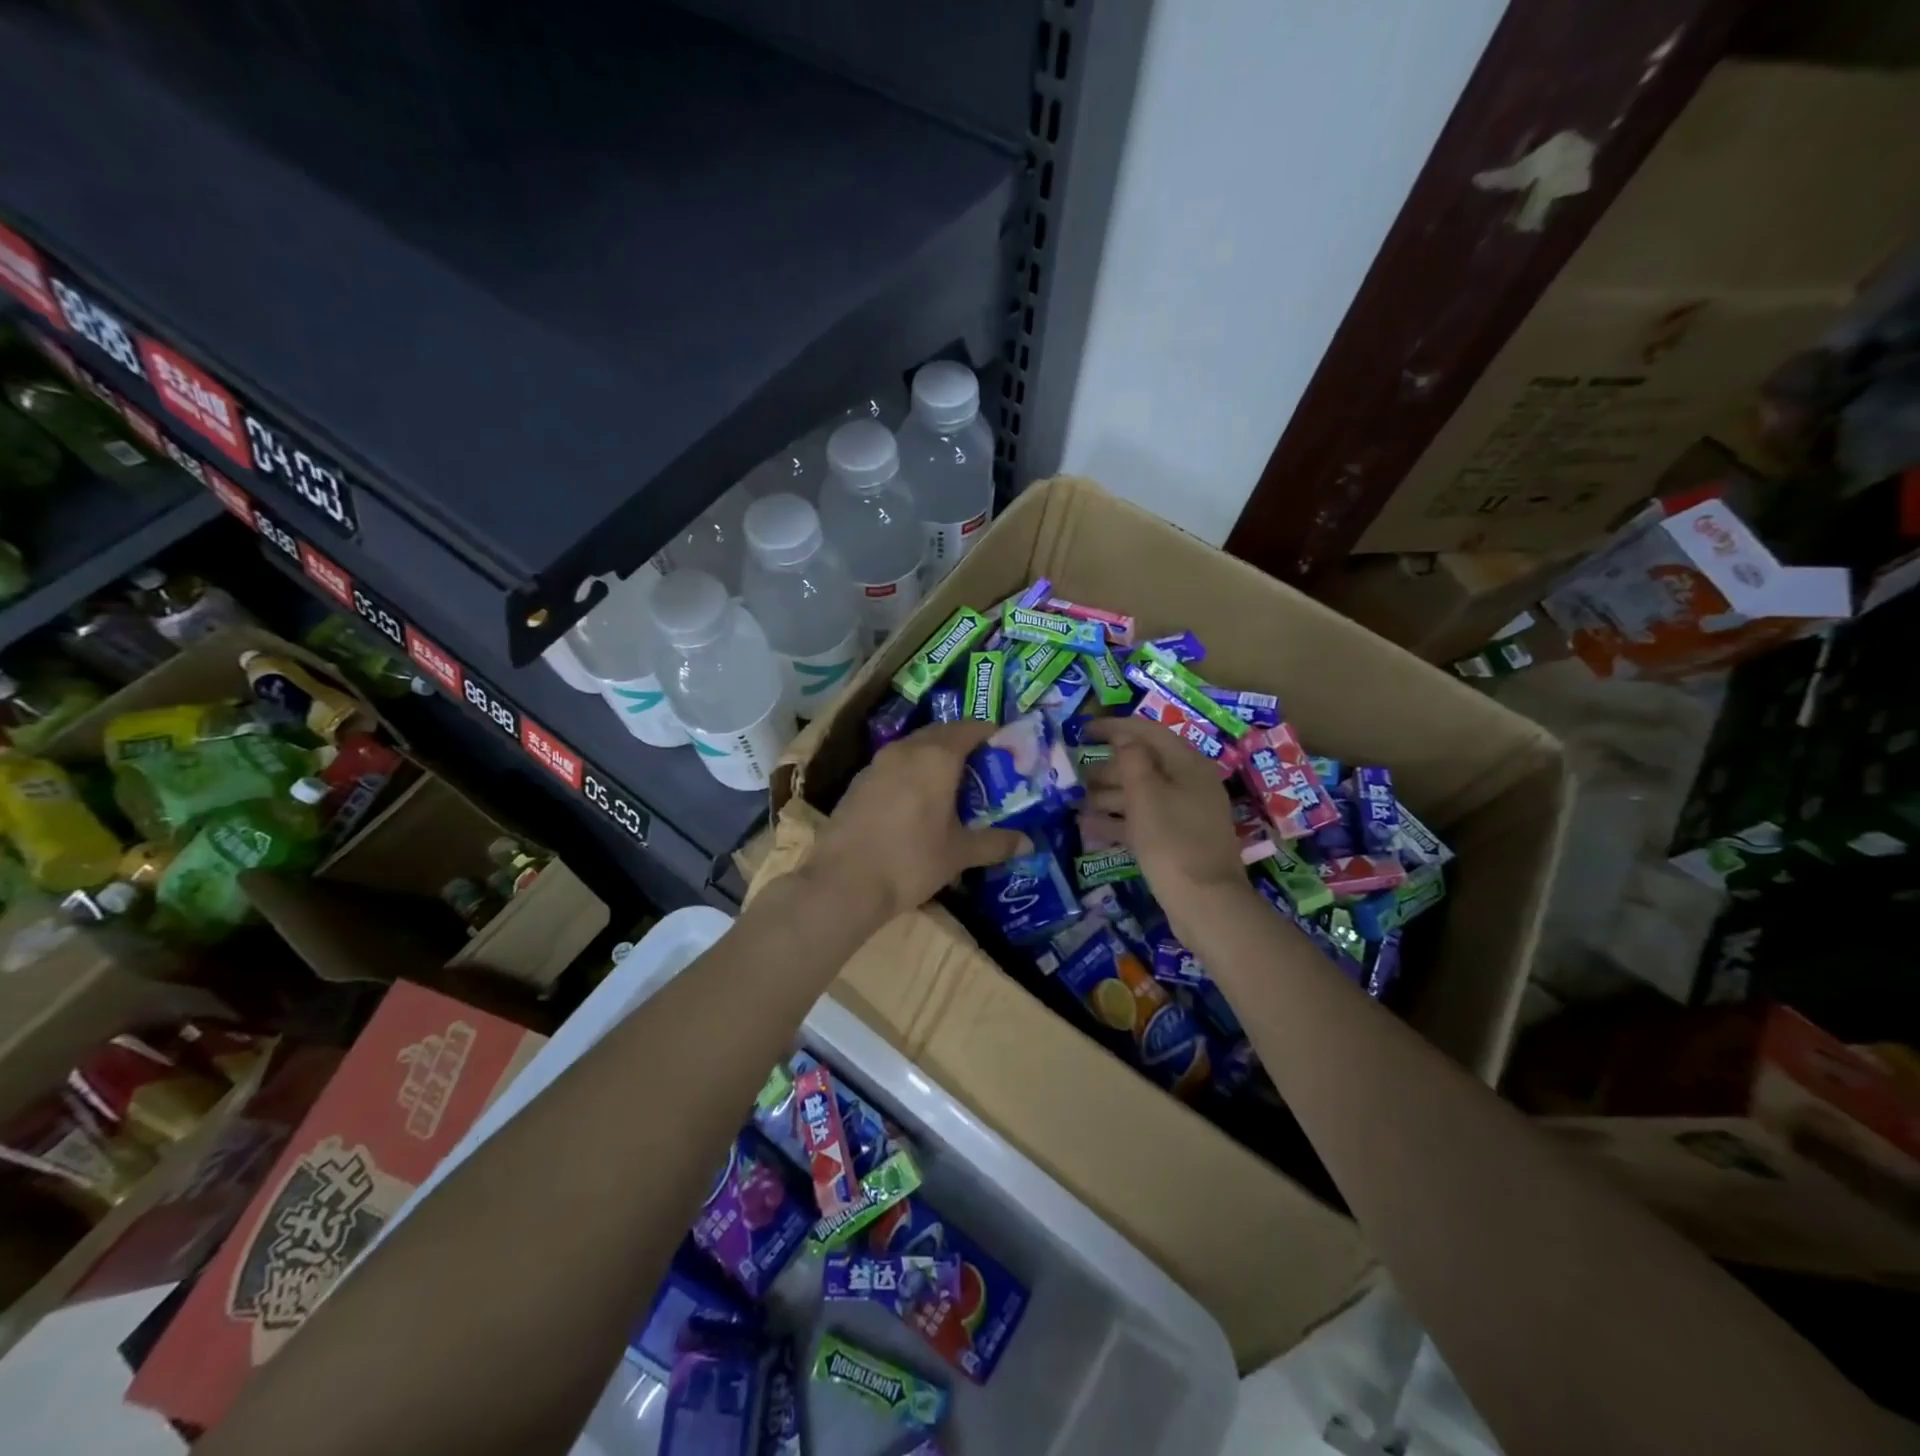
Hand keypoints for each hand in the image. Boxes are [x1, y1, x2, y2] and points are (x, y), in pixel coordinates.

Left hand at [810, 720, 1028, 923]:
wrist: (842, 882)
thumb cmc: (910, 860)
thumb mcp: (958, 853)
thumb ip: (994, 843)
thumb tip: (1028, 843)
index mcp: (937, 756)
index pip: (972, 728)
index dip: (993, 735)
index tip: (1008, 752)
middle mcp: (906, 749)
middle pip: (942, 733)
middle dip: (965, 746)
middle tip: (985, 772)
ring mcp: (878, 763)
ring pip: (915, 748)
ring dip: (937, 759)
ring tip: (955, 788)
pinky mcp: (859, 782)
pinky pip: (895, 766)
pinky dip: (913, 774)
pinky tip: (919, 804)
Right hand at [1082, 718, 1250, 932]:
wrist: (1205, 903)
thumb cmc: (1172, 840)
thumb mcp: (1146, 794)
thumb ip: (1132, 760)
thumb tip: (1124, 738)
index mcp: (1187, 764)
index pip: (1148, 732)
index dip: (1114, 727)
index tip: (1083, 731)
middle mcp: (1189, 783)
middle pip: (1144, 764)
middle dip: (1107, 766)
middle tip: (1074, 774)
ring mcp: (1185, 814)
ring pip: (1141, 794)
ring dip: (1108, 795)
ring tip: (1075, 801)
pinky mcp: (1177, 841)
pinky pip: (1143, 821)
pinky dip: (1117, 821)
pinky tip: (1087, 827)